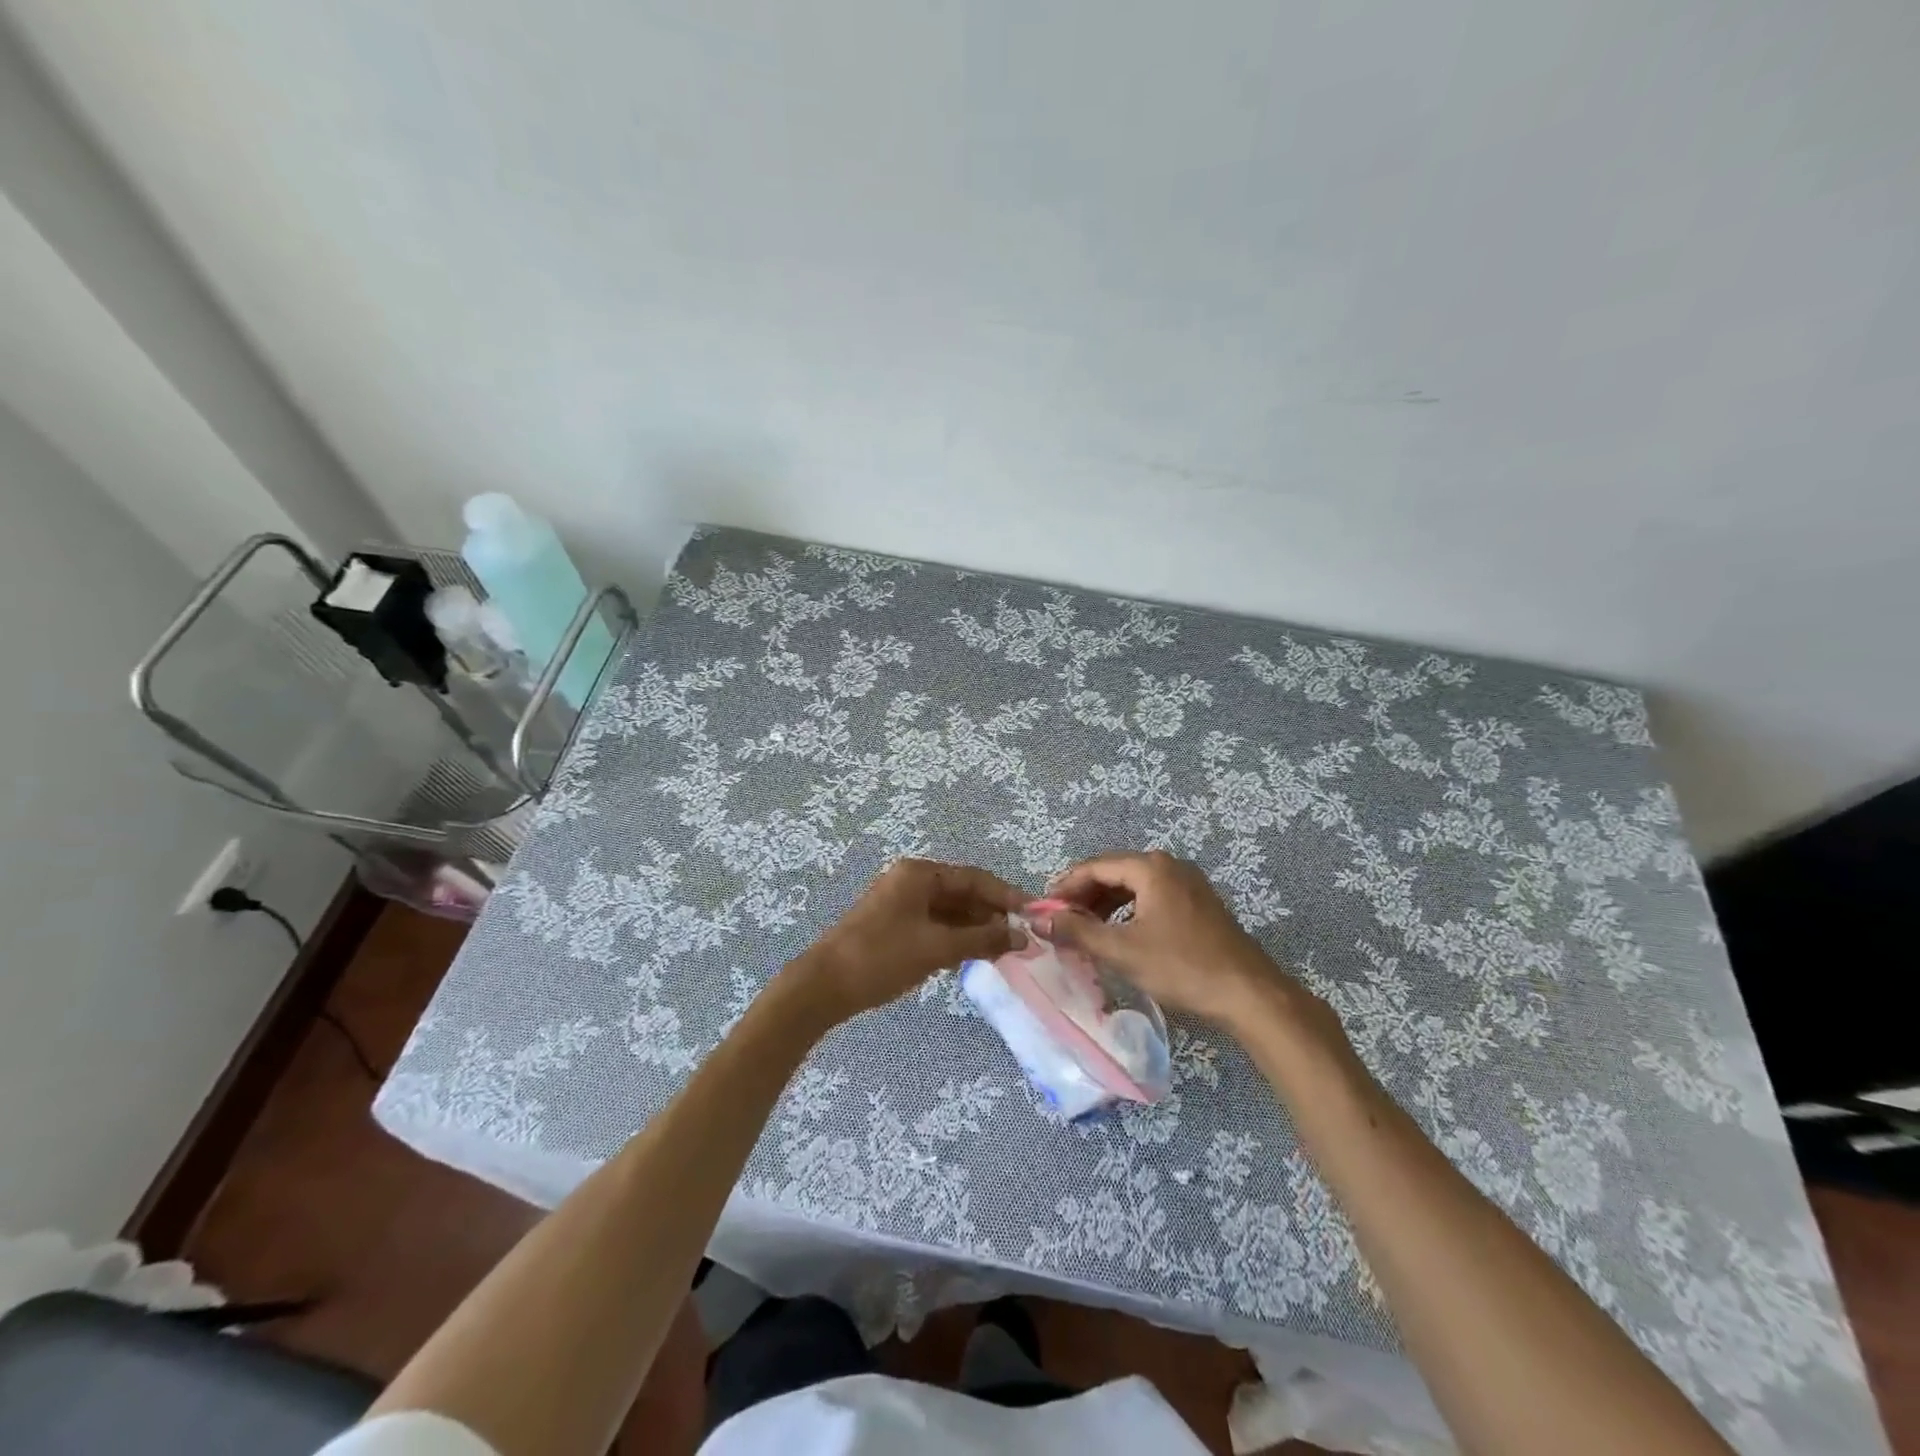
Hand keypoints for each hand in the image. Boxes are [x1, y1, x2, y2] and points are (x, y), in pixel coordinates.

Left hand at [788, 858, 1026, 1021]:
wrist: (824, 986)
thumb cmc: (882, 957)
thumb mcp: (937, 948)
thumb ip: (982, 940)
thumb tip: (1022, 938)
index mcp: (920, 874)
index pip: (975, 878)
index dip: (1007, 896)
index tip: (1034, 915)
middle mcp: (911, 881)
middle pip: (963, 893)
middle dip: (992, 915)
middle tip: (1022, 940)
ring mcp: (901, 903)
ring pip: (950, 911)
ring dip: (976, 929)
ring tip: (1004, 951)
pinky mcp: (895, 925)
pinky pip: (935, 924)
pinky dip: (956, 938)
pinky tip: (974, 955)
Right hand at [1043, 850, 1329, 1037]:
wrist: (1249, 994)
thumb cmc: (1182, 967)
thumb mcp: (1122, 951)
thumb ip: (1078, 931)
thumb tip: (1040, 919)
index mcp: (1151, 868)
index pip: (1095, 866)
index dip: (1065, 886)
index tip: (1044, 909)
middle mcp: (1169, 866)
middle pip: (1114, 872)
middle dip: (1084, 895)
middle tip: (1061, 921)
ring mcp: (1187, 883)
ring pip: (1133, 886)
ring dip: (1105, 904)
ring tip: (1084, 929)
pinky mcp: (1197, 903)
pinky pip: (1151, 897)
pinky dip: (1128, 911)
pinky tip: (1118, 934)